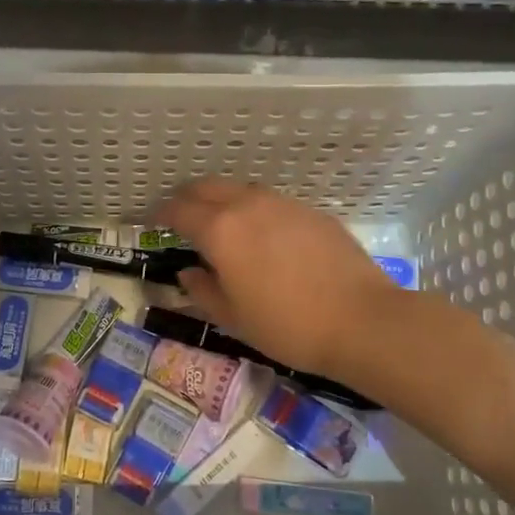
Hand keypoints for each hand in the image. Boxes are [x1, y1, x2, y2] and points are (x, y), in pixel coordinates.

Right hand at [158, 177, 397, 379]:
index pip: (179, 210)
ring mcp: (283, 204)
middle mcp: (248, 206)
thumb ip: (203, 291)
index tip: (153, 222)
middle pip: (207, 188)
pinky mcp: (312, 212)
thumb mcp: (233, 318)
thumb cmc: (287, 326)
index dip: (161, 214)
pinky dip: (254, 209)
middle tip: (181, 216)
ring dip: (222, 200)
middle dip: (188, 198)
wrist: (361, 321)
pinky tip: (263, 234)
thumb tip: (189, 273)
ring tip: (220, 223)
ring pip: (241, 190)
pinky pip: (271, 202)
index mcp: (220, 231)